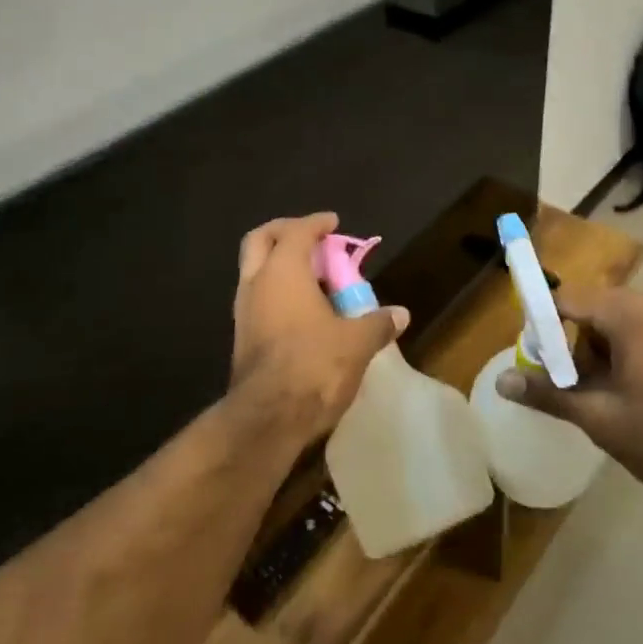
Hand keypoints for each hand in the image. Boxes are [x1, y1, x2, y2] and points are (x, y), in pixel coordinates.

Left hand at [229, 213, 409, 443]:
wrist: (266, 420)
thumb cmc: (313, 365)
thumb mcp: (356, 343)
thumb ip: (378, 323)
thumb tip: (400, 314)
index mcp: (283, 270)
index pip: (297, 230)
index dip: (316, 223)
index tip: (333, 223)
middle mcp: (256, 283)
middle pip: (260, 240)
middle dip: (284, 232)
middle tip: (311, 239)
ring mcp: (243, 312)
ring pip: (255, 271)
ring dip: (279, 266)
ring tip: (312, 278)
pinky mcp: (241, 339)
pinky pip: (257, 300)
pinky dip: (276, 293)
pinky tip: (302, 312)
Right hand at [496, 286, 642, 503]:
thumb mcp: (600, 418)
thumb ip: (549, 394)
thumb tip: (502, 382)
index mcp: (629, 313)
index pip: (567, 299)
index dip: (542, 325)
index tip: (533, 359)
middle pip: (595, 310)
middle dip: (573, 343)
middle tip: (565, 385)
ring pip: (623, 325)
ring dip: (601, 352)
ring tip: (598, 398)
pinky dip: (630, 357)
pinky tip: (632, 398)